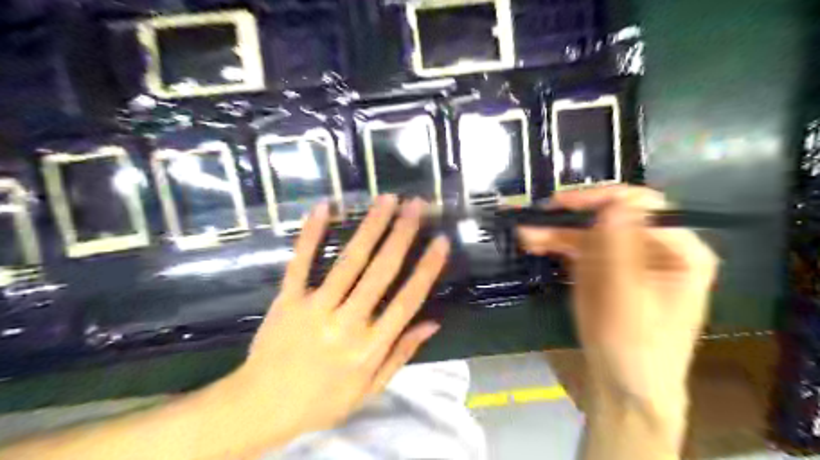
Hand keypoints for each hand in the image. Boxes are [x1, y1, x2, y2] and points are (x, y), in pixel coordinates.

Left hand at [221, 194, 450, 449]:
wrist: (261, 407)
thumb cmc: (322, 400)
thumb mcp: (369, 389)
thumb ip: (401, 354)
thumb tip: (432, 322)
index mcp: (370, 347)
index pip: (407, 301)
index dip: (426, 269)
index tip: (441, 241)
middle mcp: (347, 323)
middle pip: (380, 273)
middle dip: (401, 235)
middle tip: (416, 206)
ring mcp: (314, 308)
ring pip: (348, 262)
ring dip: (370, 228)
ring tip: (387, 200)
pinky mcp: (286, 300)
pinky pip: (301, 263)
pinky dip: (312, 234)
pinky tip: (324, 208)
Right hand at [517, 185, 718, 445]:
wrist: (623, 387)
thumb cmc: (634, 348)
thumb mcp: (626, 298)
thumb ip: (619, 248)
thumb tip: (614, 200)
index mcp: (679, 251)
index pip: (643, 206)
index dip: (602, 199)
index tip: (564, 205)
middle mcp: (654, 247)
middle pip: (611, 215)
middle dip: (572, 215)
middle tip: (538, 215)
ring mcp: (626, 257)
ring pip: (589, 230)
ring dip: (557, 230)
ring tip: (525, 232)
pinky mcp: (604, 269)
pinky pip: (580, 247)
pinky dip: (556, 244)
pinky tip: (535, 243)